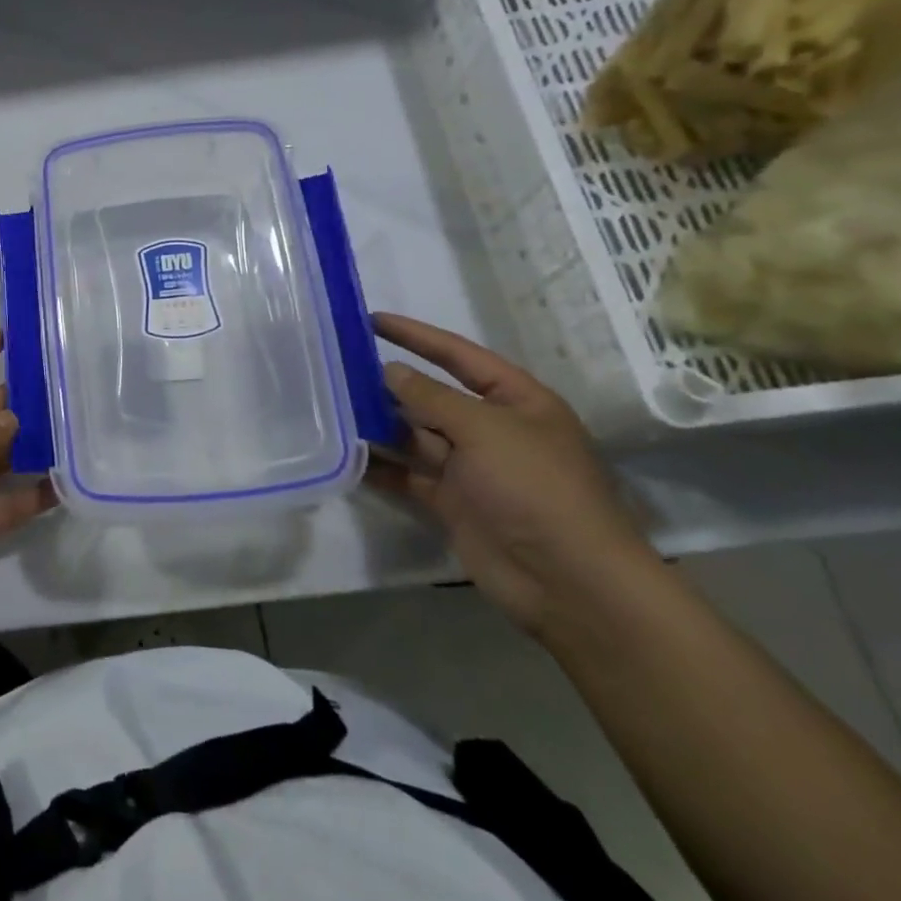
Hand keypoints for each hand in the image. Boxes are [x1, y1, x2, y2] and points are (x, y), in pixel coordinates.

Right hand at [369, 313, 662, 638]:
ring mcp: (471, 468)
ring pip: (415, 435)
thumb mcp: (485, 429)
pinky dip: (381, 466)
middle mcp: (492, 429)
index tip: (371, 320)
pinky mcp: (452, 502)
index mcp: (516, 401)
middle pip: (432, 396)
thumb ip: (431, 397)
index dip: (416, 336)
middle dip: (389, 383)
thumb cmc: (535, 488)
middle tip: (337, 367)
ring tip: (331, 406)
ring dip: (379, 423)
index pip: (459, 356)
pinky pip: (408, 475)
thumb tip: (390, 371)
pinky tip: (346, 456)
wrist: (568, 580)